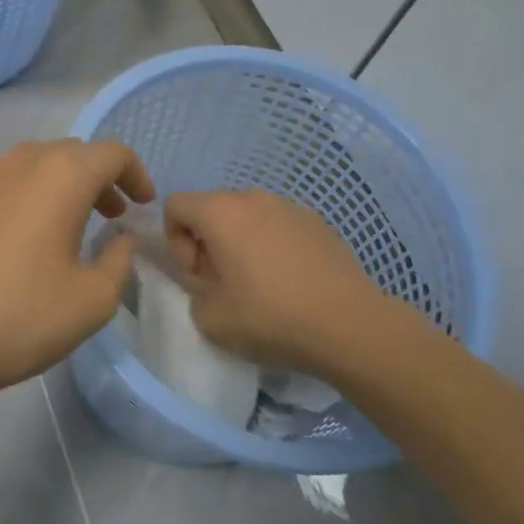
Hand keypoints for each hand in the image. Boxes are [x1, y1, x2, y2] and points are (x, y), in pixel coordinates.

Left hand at [0, 139, 155, 397]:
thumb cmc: (17, 316)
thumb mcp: (91, 301)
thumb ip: (118, 262)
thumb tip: (120, 240)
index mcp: (60, 176)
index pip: (111, 153)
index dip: (136, 174)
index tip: (142, 205)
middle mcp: (18, 163)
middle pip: (71, 153)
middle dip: (99, 178)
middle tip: (111, 215)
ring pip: (32, 165)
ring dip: (60, 186)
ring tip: (69, 227)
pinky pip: (1, 185)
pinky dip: (26, 198)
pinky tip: (21, 242)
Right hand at [165, 188, 414, 374]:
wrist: (349, 325)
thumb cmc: (270, 318)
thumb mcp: (209, 319)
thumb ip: (193, 291)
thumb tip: (208, 282)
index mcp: (220, 212)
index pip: (175, 205)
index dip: (175, 241)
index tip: (197, 275)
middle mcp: (253, 198)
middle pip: (212, 208)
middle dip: (207, 242)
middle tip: (223, 283)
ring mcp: (290, 207)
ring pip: (248, 217)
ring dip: (241, 243)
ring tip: (259, 284)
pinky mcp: (318, 223)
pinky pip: (279, 226)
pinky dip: (272, 246)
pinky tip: (290, 283)